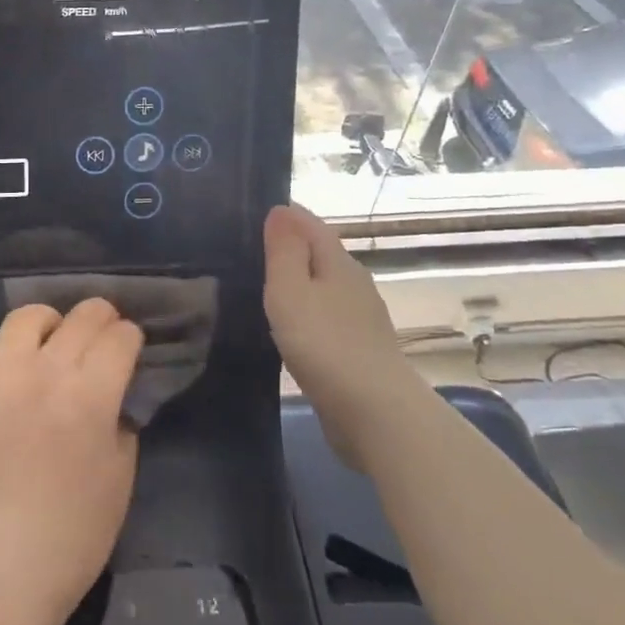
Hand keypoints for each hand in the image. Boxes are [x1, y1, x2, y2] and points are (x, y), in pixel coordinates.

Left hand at [0, 299, 142, 624]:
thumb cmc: (74, 532)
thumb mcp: (121, 474)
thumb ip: (120, 420)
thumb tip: (112, 394)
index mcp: (90, 394)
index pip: (120, 337)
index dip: (130, 338)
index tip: (129, 347)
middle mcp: (44, 371)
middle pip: (81, 317)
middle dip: (101, 319)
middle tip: (102, 337)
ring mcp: (0, 376)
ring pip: (28, 317)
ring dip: (50, 325)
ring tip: (52, 344)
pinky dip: (8, 356)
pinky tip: (13, 381)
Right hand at [264, 203, 404, 468]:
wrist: (376, 414)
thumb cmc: (325, 344)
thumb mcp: (290, 291)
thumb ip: (284, 250)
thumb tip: (280, 210)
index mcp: (338, 263)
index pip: (310, 224)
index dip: (284, 215)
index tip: (251, 214)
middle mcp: (354, 284)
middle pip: (320, 253)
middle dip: (289, 247)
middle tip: (248, 250)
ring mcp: (360, 319)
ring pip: (324, 287)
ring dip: (298, 283)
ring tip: (261, 287)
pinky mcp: (359, 350)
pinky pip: (326, 317)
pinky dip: (306, 313)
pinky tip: (288, 327)